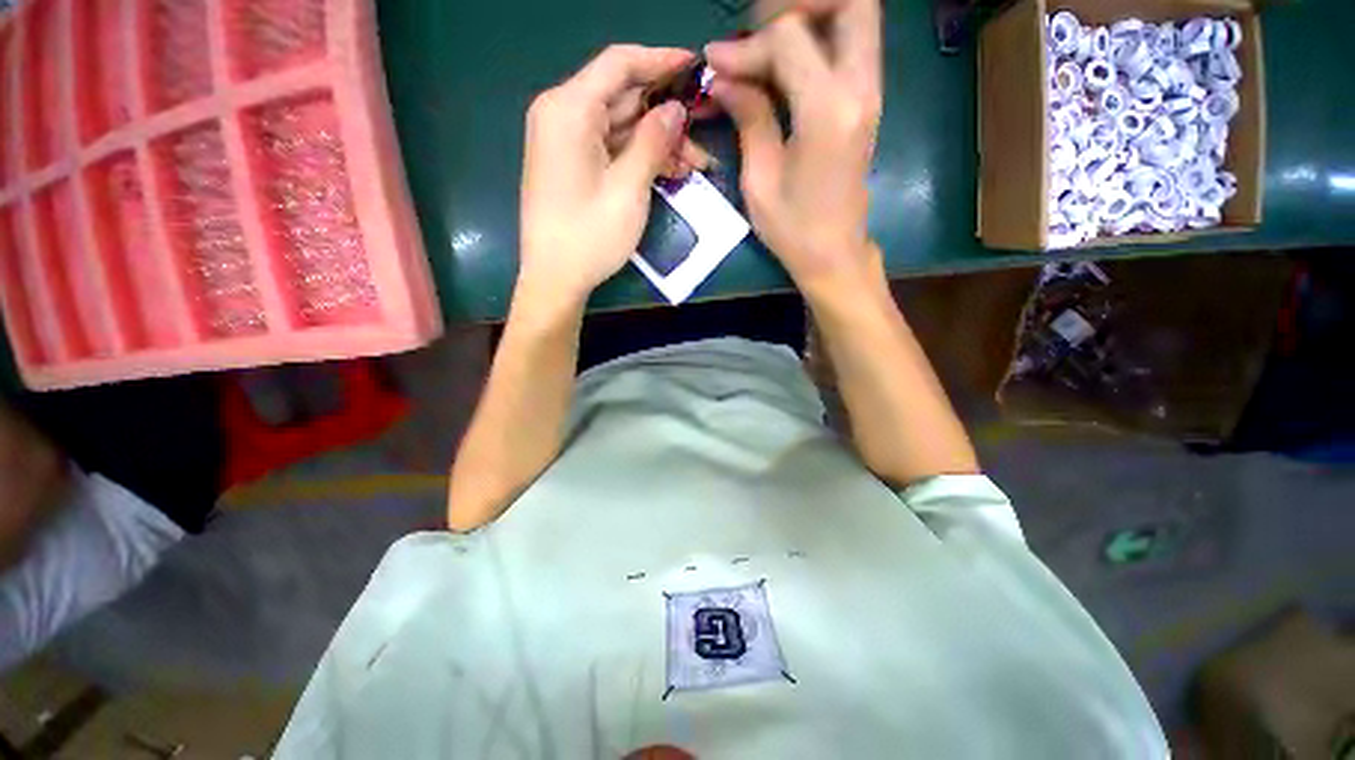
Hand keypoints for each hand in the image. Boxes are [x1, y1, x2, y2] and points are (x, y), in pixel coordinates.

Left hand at [517, 46, 696, 309]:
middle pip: (622, 97)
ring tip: (695, 163)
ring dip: (657, 142)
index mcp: (569, 109)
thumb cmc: (589, 236)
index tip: (696, 66)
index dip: (661, 61)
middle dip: (665, 114)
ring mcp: (566, 142)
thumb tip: (676, 109)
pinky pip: (611, 149)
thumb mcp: (628, 188)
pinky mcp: (572, 165)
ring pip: (621, 127)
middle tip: (704, 128)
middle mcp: (562, 115)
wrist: (554, 279)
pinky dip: (639, 158)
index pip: (619, 64)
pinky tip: (670, 172)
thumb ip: (653, 142)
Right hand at [704, 0, 882, 296]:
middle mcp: (860, 89)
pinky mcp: (867, 102)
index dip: (747, 45)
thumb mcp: (759, 179)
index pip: (789, 39)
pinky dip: (819, 38)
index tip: (716, 64)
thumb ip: (748, 116)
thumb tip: (725, 76)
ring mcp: (870, 93)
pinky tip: (785, 64)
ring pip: (856, 15)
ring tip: (768, 45)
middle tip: (758, 31)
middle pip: (848, 1)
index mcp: (828, 111)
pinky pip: (852, 44)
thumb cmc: (792, 229)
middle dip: (798, 5)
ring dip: (812, 16)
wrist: (834, 254)